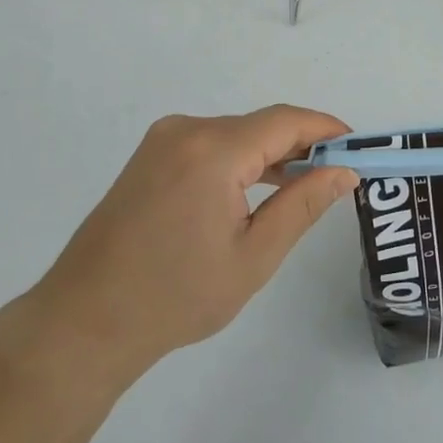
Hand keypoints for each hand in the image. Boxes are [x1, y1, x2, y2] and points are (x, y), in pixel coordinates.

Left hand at [17, 107, 357, 381]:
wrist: (84, 322)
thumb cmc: (176, 297)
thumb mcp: (253, 256)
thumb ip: (303, 205)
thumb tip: (344, 170)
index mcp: (214, 149)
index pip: (286, 121)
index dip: (326, 128)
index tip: (358, 147)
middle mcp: (187, 130)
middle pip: (260, 125)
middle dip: (302, 144)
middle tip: (337, 174)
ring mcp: (163, 140)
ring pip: (236, 134)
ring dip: (271, 153)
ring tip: (304, 185)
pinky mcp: (150, 156)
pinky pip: (210, 144)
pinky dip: (240, 160)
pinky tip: (256, 189)